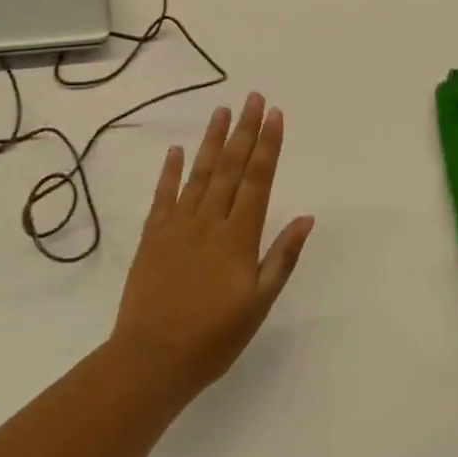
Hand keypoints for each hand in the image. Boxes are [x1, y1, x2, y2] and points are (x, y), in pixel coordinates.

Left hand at [110, 93, 315, 397]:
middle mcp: (209, 222)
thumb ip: (281, 257)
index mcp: (238, 237)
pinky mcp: (153, 237)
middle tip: (253, 97)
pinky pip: (163, 196)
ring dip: (213, 141)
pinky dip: (170, 172)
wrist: (151, 359)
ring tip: (222, 110)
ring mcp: (177, 226)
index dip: (268, 145)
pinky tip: (176, 151)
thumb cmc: (214, 337)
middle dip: (245, 131)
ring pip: (199, 174)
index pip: (258, 180)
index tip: (275, 114)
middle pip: (231, 168)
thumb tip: (306, 218)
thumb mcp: (259, 303)